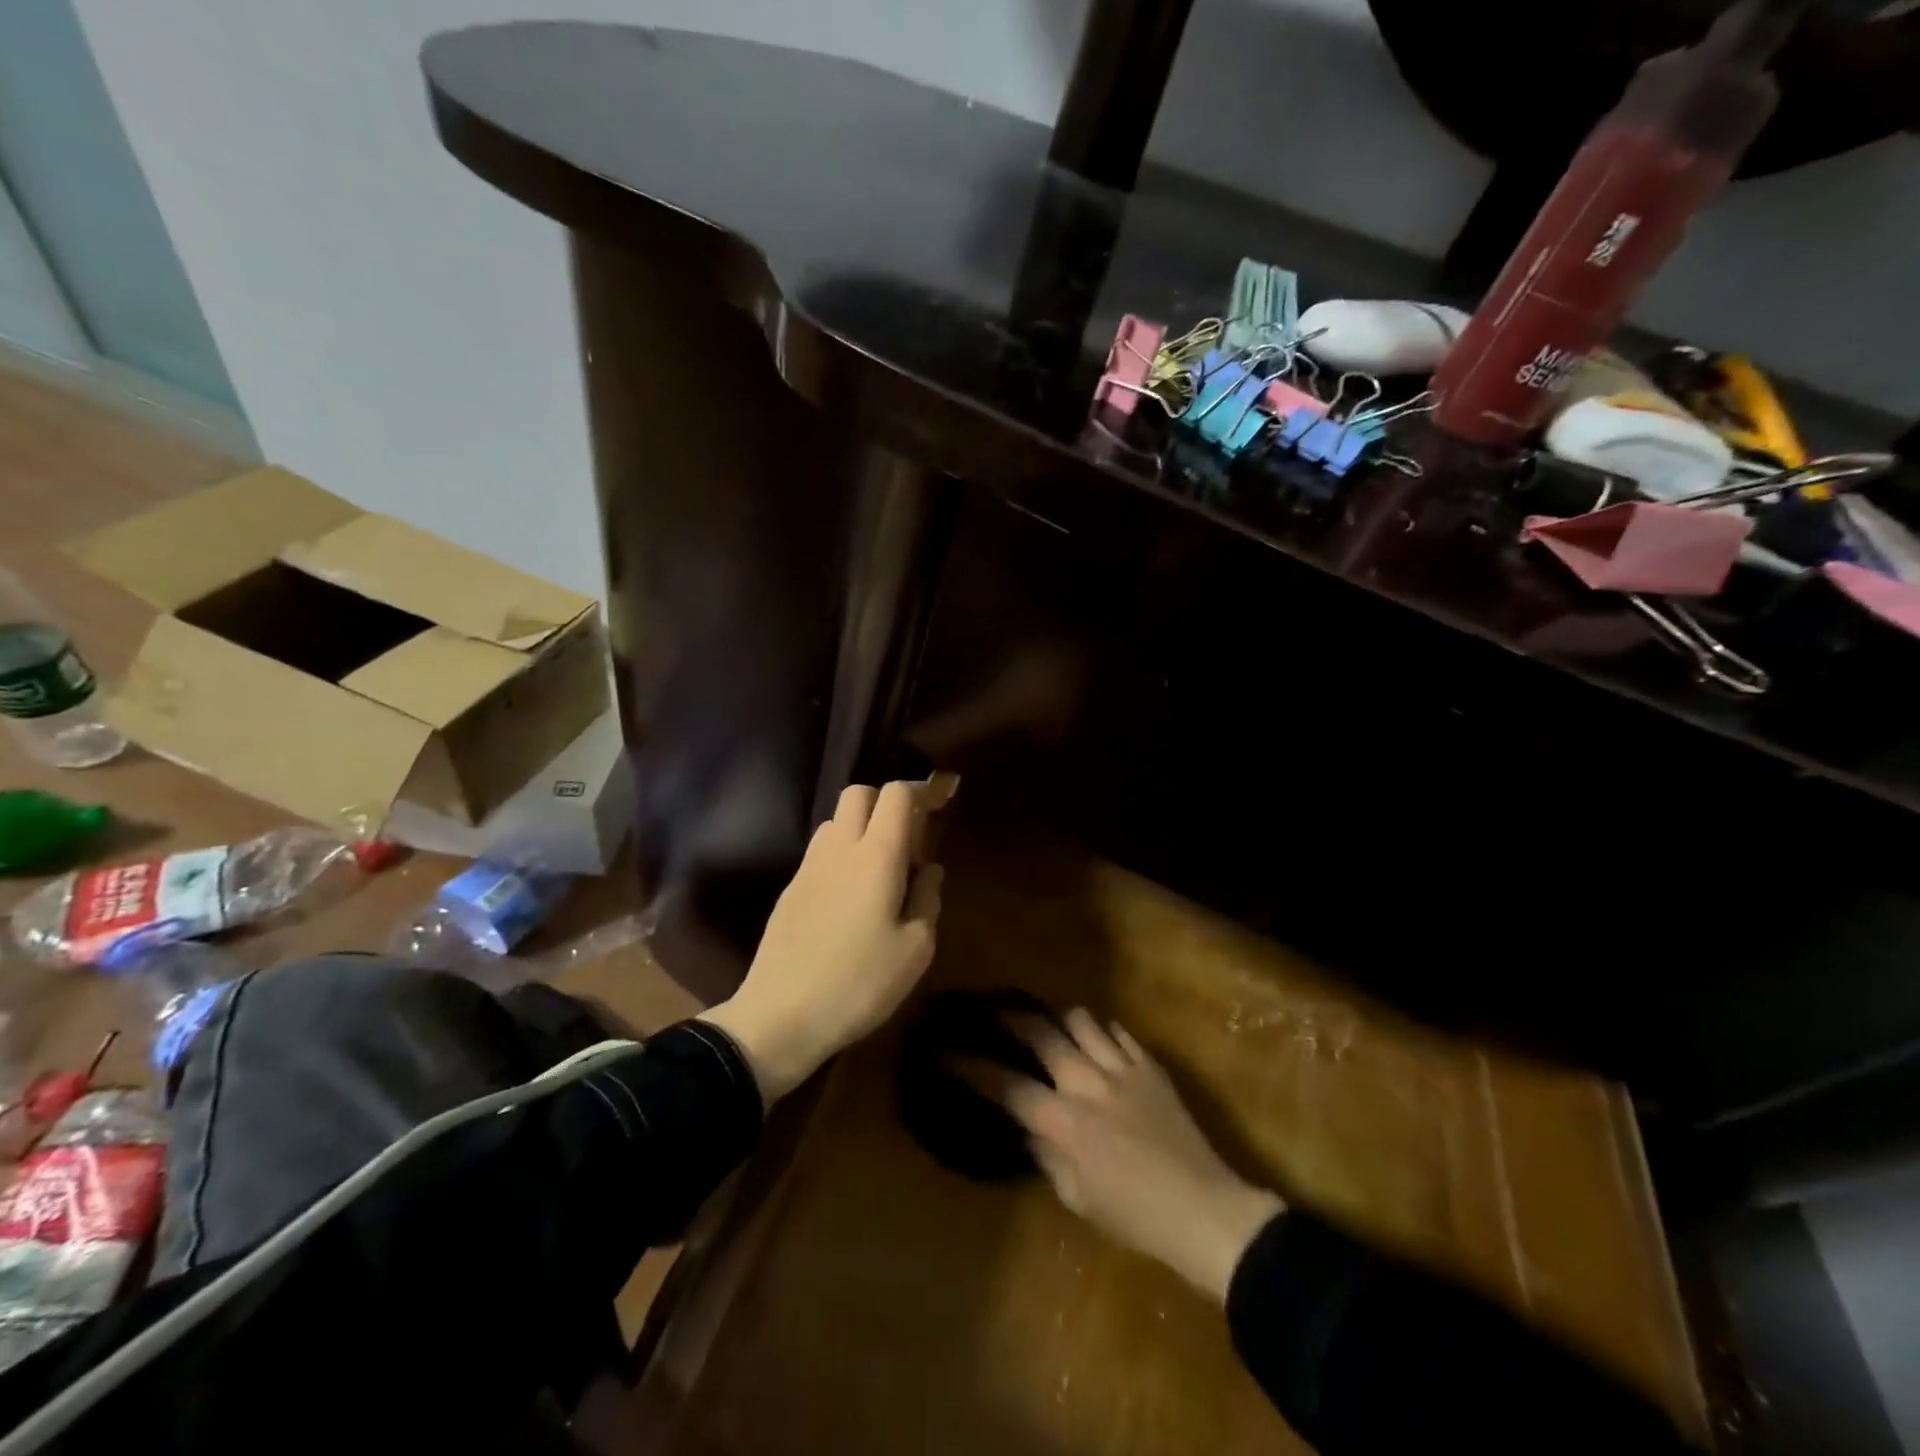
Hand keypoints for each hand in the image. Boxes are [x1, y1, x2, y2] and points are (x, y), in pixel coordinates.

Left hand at [699, 778, 952, 1102]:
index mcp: (876, 855)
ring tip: (879, 868)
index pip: (895, 794)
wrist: (780, 1016)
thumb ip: (928, 898)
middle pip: (859, 793)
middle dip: (886, 802)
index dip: (919, 791)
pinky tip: (850, 895)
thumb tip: (929, 869)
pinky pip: (821, 851)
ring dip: (861, 827)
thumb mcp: (915, 950)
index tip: (938, 808)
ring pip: (836, 820)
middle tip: (908, 839)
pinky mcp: (790, 888)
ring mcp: (808, 866)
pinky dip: (841, 854)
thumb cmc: (859, 983)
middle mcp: (839, 848)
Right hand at [994, 1009, 1283, 1303]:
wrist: (1204, 1210)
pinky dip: (1102, 1031)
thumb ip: (1049, 1157)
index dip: (973, 1067)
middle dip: (1013, 1018)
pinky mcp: (1150, 1066)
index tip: (948, 1050)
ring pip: (1082, 1020)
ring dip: (1060, 1018)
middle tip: (996, 1010)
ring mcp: (1122, 1069)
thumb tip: (1033, 1128)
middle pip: (1042, 1034)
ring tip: (1051, 1021)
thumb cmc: (1136, 1218)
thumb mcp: (1079, 1199)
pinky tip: (1098, 1039)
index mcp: (1064, 1123)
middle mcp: (1087, 1084)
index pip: (1008, 1085)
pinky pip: (1119, 1032)